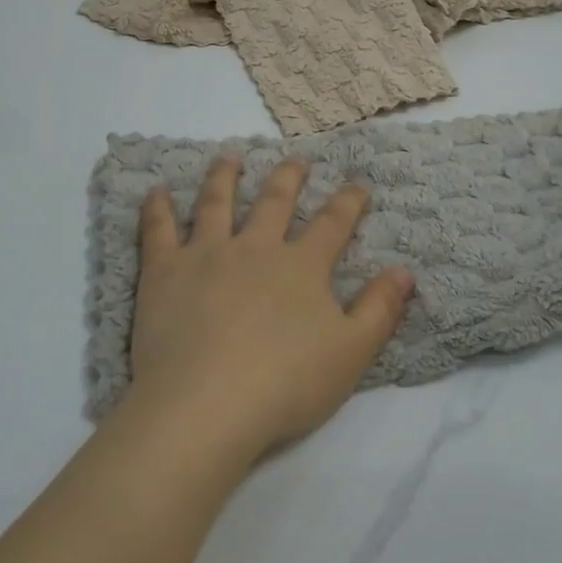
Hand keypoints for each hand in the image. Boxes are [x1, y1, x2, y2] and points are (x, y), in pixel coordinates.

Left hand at [126, 156, 413, 462]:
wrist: (207, 403)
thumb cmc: (285, 384)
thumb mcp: (350, 354)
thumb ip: (379, 310)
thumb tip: (404, 271)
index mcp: (300, 266)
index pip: (332, 224)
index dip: (348, 202)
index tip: (358, 184)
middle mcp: (254, 247)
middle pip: (274, 201)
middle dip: (288, 177)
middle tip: (296, 159)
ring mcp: (206, 253)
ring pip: (216, 203)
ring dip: (224, 177)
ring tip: (228, 159)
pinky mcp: (165, 270)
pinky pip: (159, 229)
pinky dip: (157, 208)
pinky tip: (156, 191)